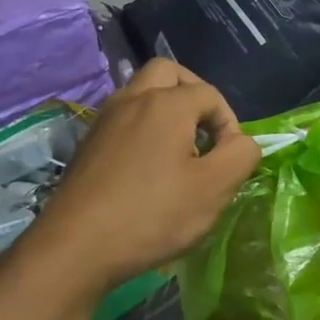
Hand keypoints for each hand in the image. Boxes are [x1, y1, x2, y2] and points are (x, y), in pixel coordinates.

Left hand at [29, 59, 260, 293]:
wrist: (77, 246)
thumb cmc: (153, 214)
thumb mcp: (214, 189)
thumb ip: (241, 155)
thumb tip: (242, 142)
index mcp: (167, 104)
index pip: (211, 94)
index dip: (230, 124)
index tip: (230, 161)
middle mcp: (132, 99)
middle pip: (168, 73)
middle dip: (194, 95)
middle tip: (206, 132)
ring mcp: (104, 120)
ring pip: (140, 93)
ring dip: (166, 110)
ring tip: (180, 152)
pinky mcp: (87, 145)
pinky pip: (123, 119)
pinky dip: (142, 129)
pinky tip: (148, 170)